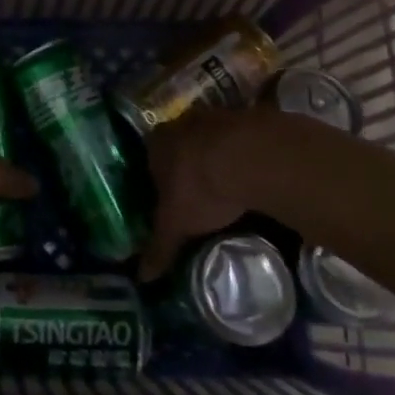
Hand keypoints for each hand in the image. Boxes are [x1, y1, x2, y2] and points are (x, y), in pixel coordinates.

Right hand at [140, 107, 256, 279]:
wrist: (253, 157)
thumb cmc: (201, 189)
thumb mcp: (177, 224)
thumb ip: (160, 247)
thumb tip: (141, 277)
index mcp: (157, 142)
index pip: (150, 159)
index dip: (158, 179)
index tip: (169, 198)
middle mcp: (182, 122)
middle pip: (181, 146)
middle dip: (188, 166)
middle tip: (199, 192)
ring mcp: (218, 116)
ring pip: (212, 139)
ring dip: (218, 157)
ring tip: (229, 184)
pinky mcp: (252, 117)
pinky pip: (243, 139)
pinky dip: (245, 154)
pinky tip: (254, 173)